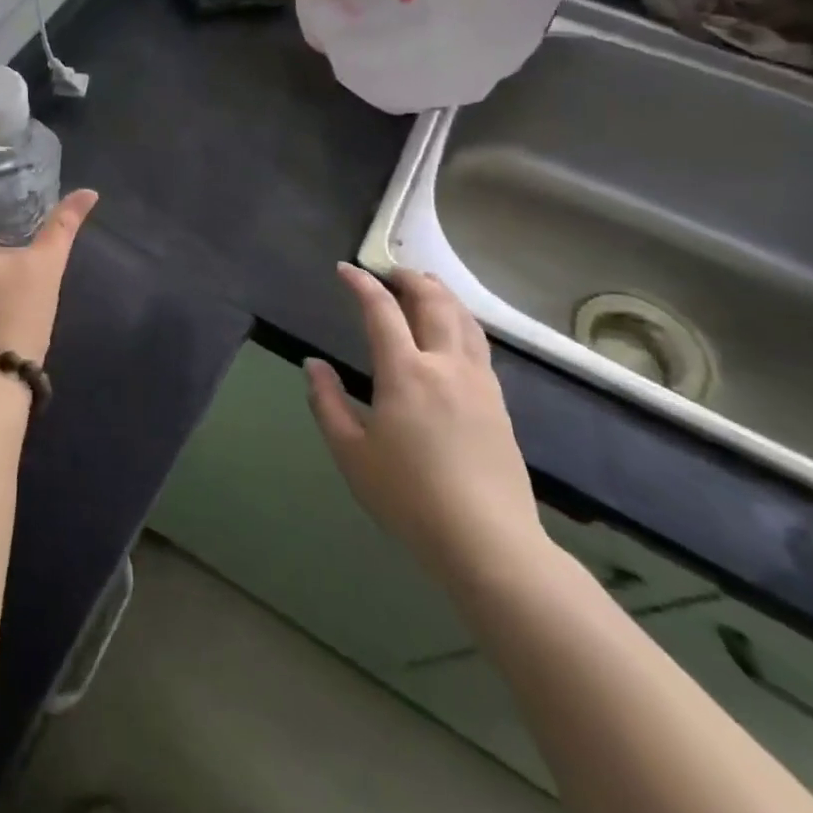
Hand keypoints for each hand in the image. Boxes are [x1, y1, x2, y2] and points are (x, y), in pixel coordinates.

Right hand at [305, 264, 548, 587]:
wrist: (488, 542)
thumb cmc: (408, 497)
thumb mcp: (351, 452)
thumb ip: (328, 402)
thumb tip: (313, 366)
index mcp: (406, 373)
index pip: (381, 311)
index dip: (362, 285)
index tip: (345, 270)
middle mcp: (446, 366)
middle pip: (435, 303)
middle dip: (411, 279)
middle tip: (391, 271)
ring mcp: (479, 384)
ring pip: (465, 322)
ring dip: (443, 295)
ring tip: (426, 287)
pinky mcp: (499, 405)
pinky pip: (479, 347)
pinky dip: (462, 323)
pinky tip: (455, 334)